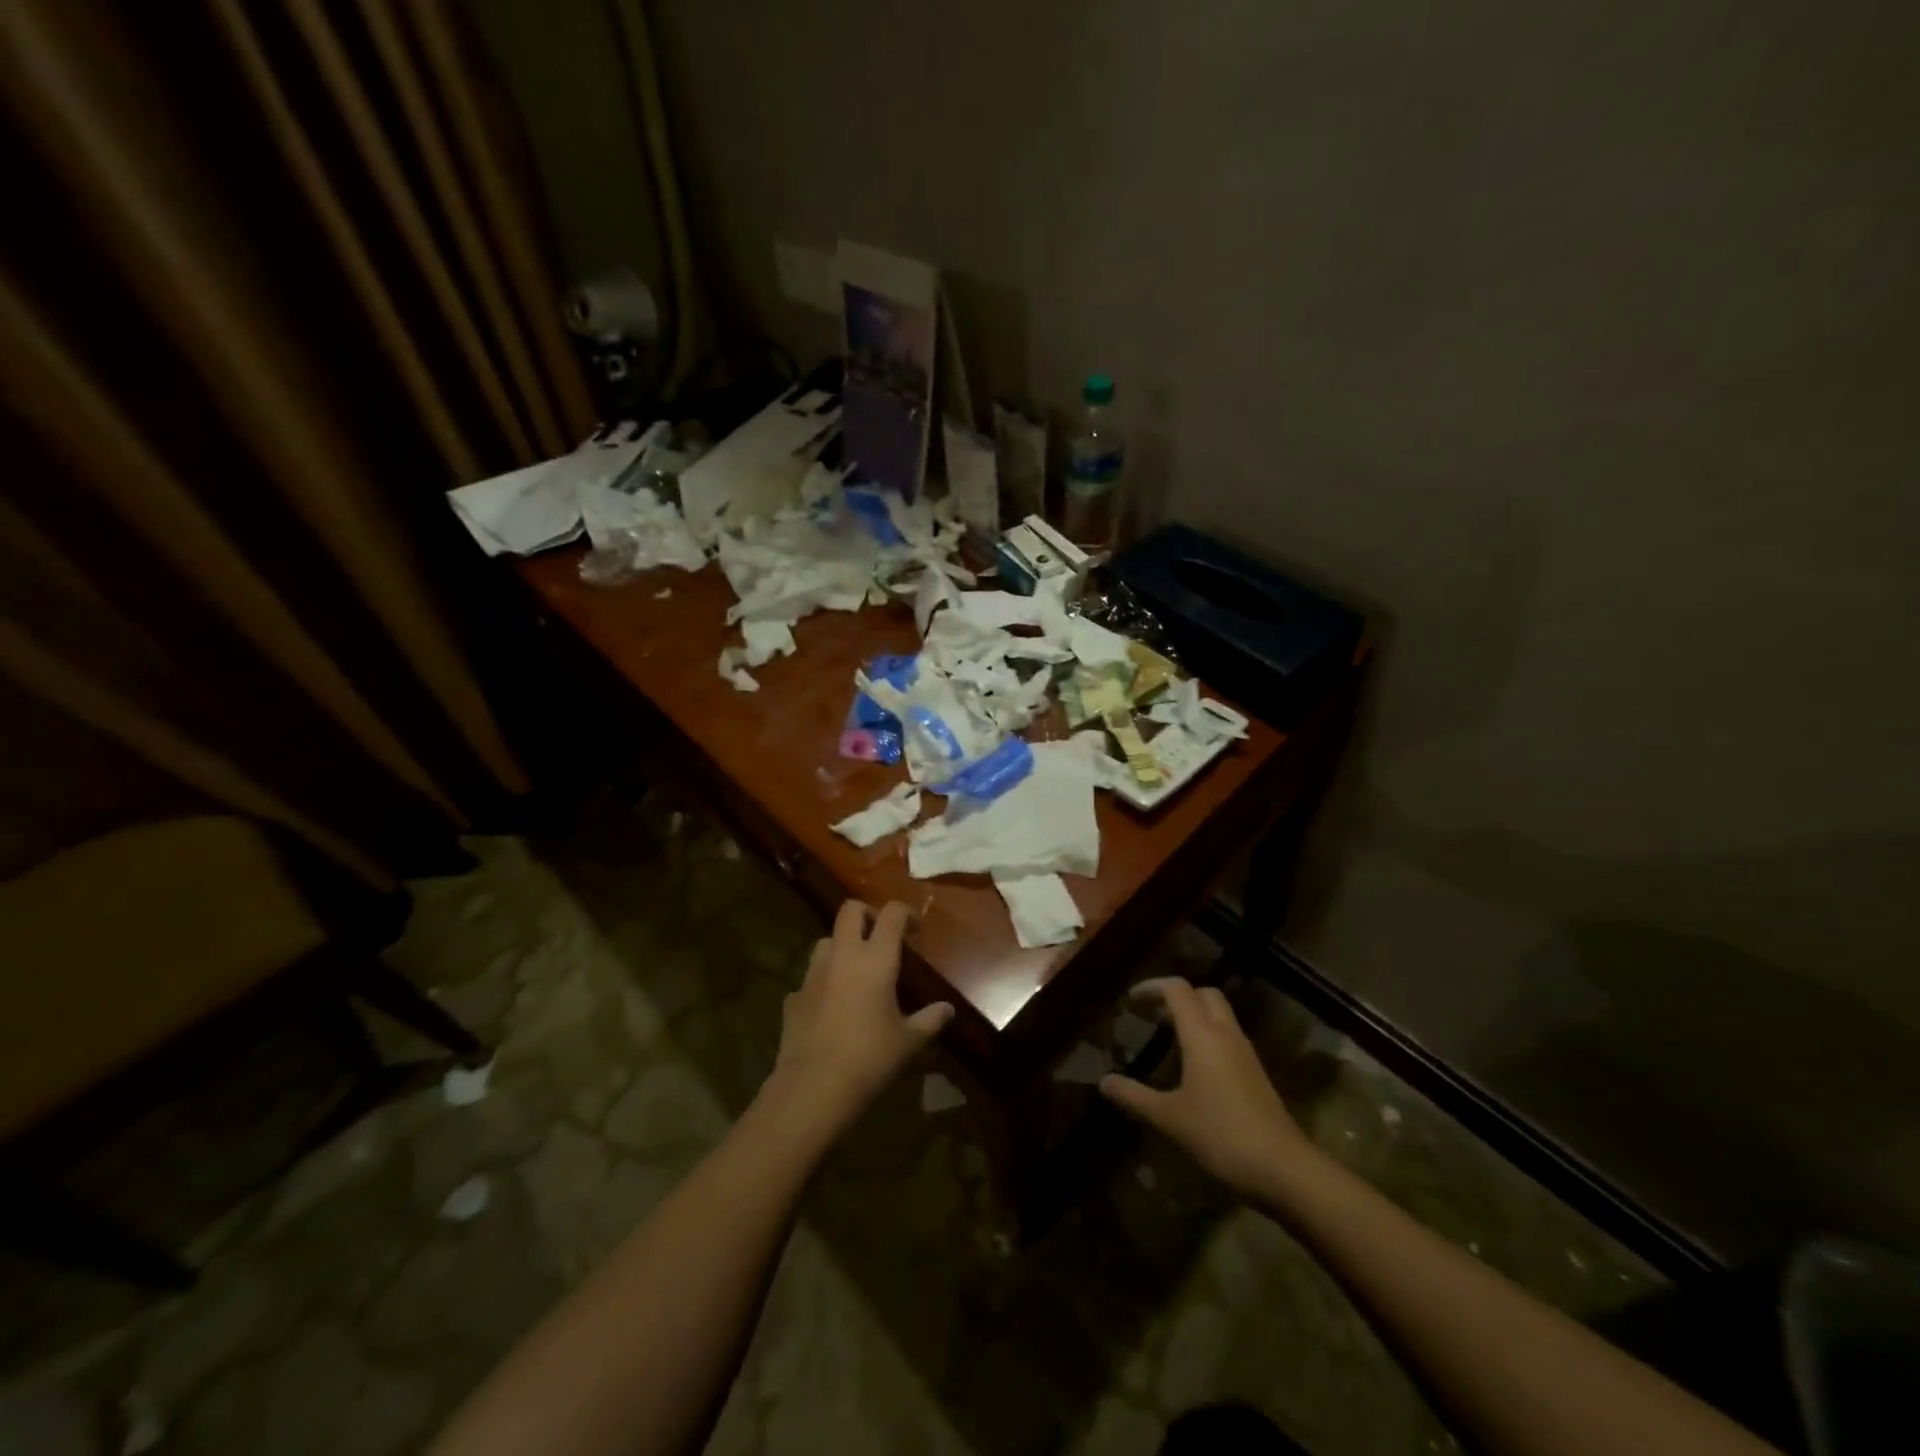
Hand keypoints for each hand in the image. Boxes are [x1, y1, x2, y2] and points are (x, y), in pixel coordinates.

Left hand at [768, 901, 953, 1136]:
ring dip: (843, 945)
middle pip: (850, 910)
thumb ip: (930, 1020)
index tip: (916, 928)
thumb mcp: (909, 1042)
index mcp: (875, 959)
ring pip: (826, 940)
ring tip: (856, 969)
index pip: (891, 914)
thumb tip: (948, 1010)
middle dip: (868, 914)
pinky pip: (810, 978)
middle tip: (882, 937)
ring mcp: (813, 975)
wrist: (814, 1088)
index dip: (906, 912)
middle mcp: (842, 956)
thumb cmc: (870, 1058)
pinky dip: (823, 981)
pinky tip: (832, 1006)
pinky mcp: (794, 997)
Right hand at [1099, 978, 1318, 1200]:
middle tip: (1153, 1013)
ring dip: (1196, 1015)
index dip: (1152, 987)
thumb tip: (1103, 1082)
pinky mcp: (1256, 1074)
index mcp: (1202, 1035)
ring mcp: (1245, 1054)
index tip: (1131, 1000)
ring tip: (1169, 1036)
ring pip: (1220, 1015)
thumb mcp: (1169, 1117)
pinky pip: (1229, 1038)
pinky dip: (1209, 1036)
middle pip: (1205, 994)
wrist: (1284, 1168)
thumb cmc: (1221, 1134)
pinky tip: (1195, 1066)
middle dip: (1178, 996)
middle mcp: (1226, 1034)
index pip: (1178, 990)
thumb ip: (1134, 1096)